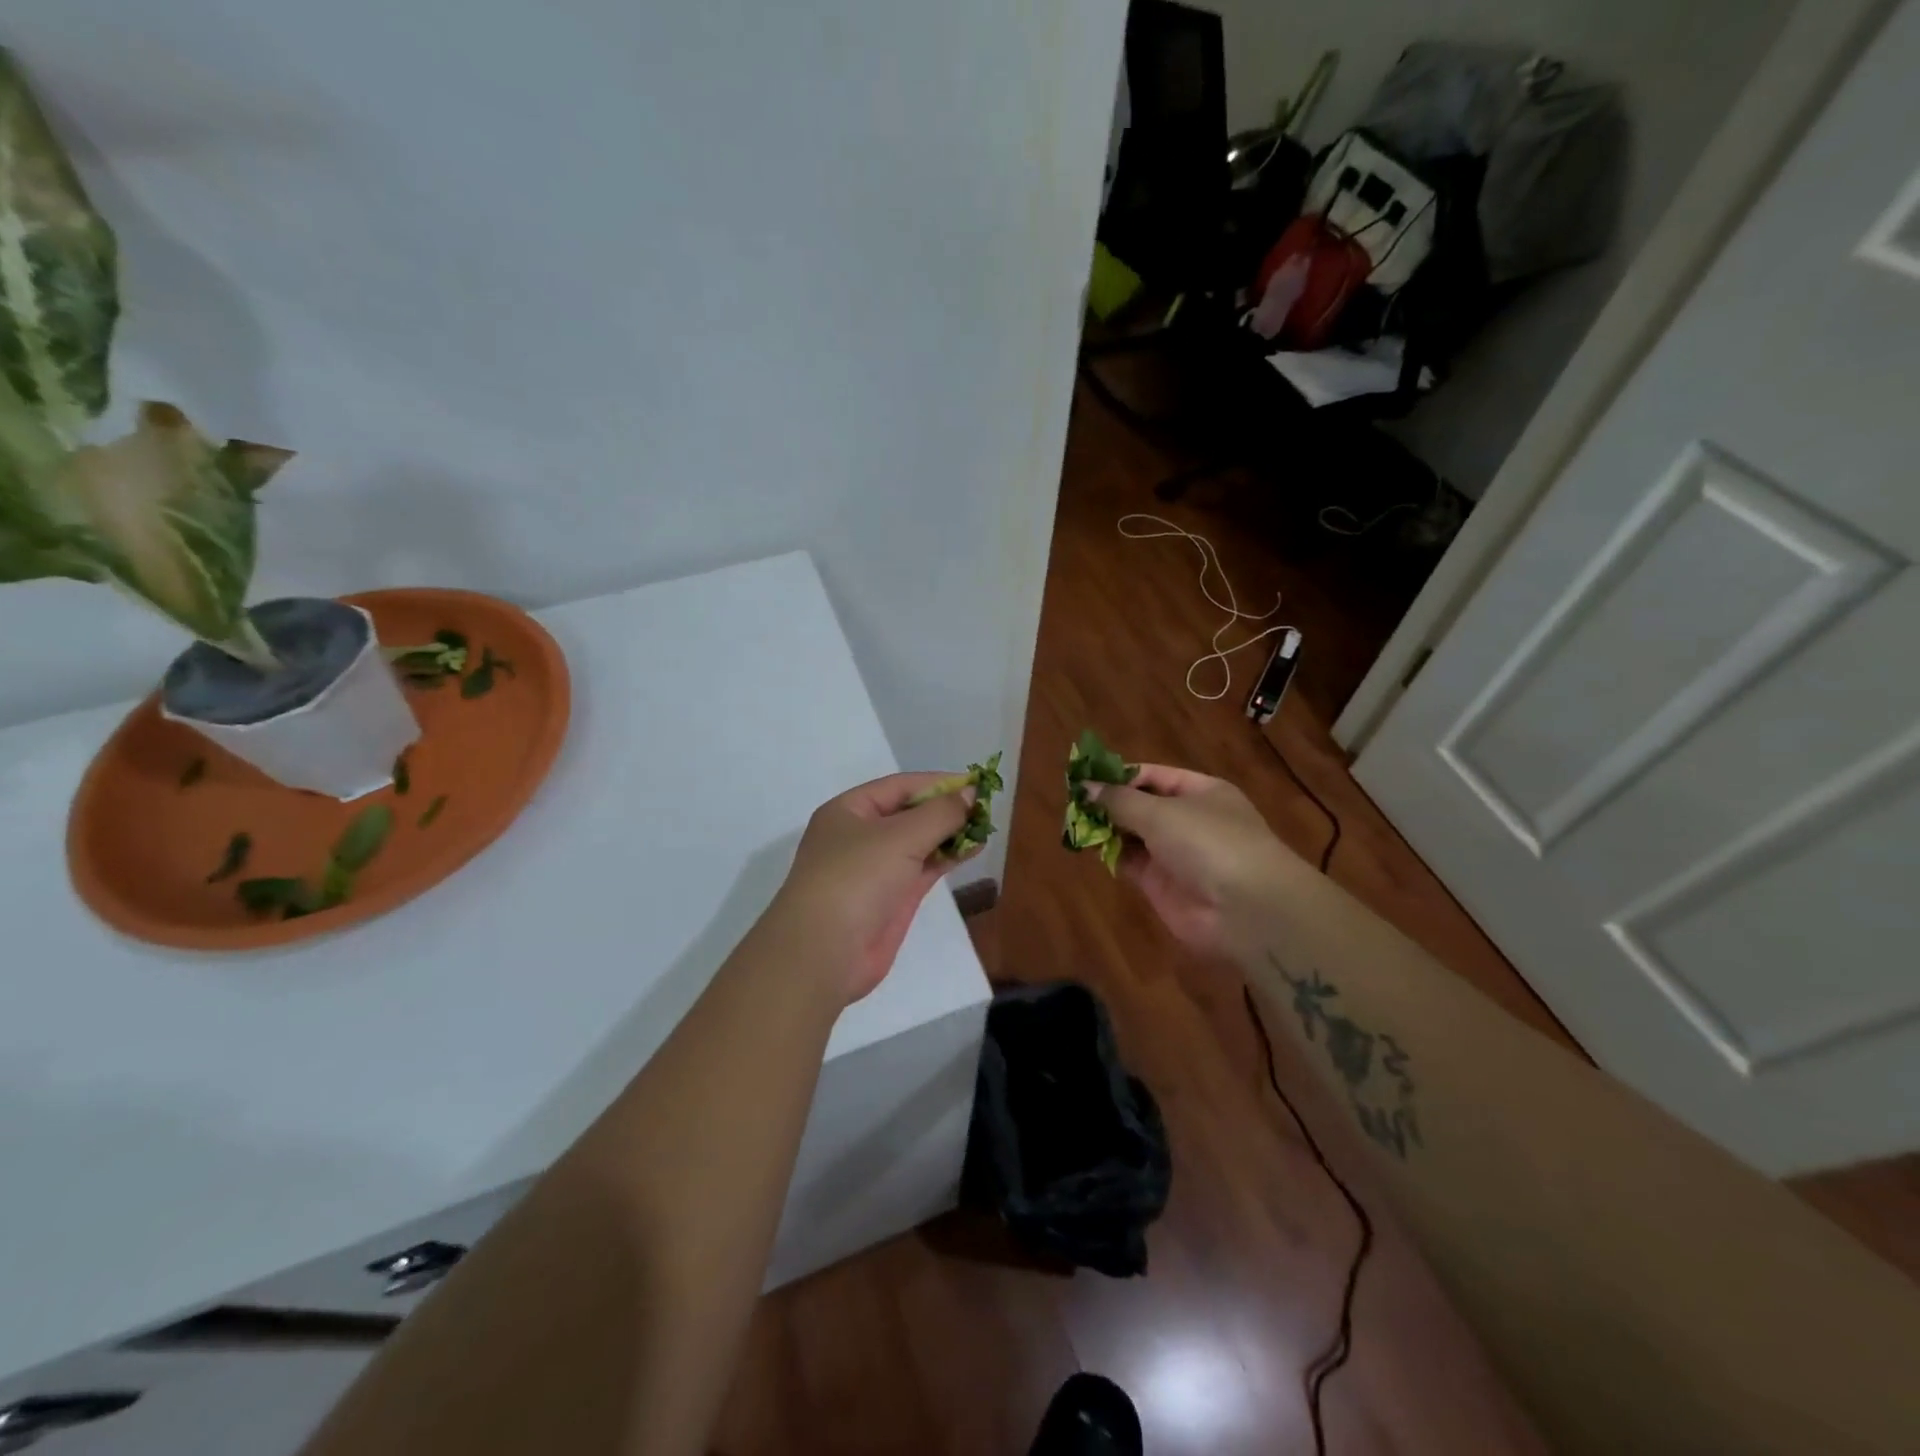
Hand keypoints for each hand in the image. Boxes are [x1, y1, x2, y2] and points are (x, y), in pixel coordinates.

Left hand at [766, 773, 976, 1004]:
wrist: (825, 953)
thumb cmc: (856, 878)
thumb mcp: (900, 836)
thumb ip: (940, 813)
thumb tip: (971, 793)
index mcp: (848, 811)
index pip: (899, 786)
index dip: (937, 782)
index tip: (976, 783)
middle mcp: (860, 836)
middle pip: (910, 813)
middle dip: (946, 809)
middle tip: (986, 806)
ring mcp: (876, 869)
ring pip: (919, 842)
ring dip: (950, 833)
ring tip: (986, 826)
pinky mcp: (892, 898)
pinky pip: (924, 868)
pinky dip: (948, 857)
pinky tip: (974, 849)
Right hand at [1086, 764, 1300, 956]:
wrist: (1246, 911)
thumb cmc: (1208, 842)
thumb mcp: (1160, 812)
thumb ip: (1119, 800)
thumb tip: (1085, 787)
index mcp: (1201, 792)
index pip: (1154, 776)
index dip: (1120, 775)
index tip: (1086, 776)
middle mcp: (1189, 820)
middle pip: (1141, 806)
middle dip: (1110, 803)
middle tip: (1072, 801)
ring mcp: (1176, 854)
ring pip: (1133, 835)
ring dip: (1107, 828)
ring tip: (1073, 821)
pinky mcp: (1163, 885)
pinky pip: (1131, 862)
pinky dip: (1111, 854)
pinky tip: (1088, 845)